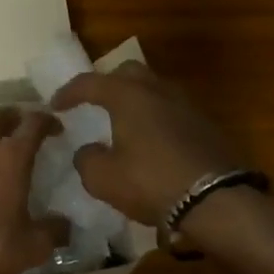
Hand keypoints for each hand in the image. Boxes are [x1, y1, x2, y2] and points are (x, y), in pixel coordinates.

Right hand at [52, 62, 246, 226]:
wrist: (217, 201)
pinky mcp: (206, 126)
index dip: (69, 92)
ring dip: (136, 100)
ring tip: (123, 122)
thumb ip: (87, 159)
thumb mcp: (103, 178)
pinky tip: (150, 142)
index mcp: (128, 96)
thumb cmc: (151, 182)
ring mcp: (186, 106)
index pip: (91, 82)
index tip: (55, 105)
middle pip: (129, 72)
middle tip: (95, 102)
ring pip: (154, 90)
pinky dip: (156, 118)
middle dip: (108, 83)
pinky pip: (172, 111)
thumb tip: (88, 151)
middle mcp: (158, 91)